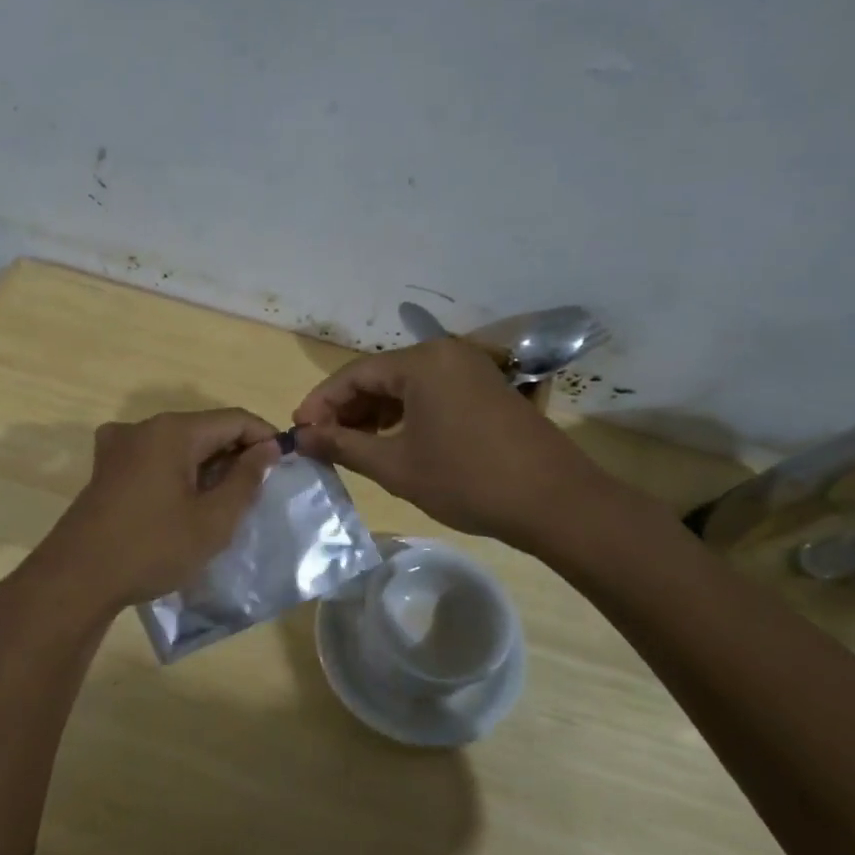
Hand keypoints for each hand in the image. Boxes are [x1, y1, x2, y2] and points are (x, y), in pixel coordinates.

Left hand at [23, 409, 281, 614]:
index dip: (264, 437)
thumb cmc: (152, 548)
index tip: (284, 465)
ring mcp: (119, 446)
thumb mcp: (212, 520)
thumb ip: (245, 480)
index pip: (233, 419)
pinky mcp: (106, 469)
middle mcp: (144, 427)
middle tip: (257, 490)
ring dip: (206, 465)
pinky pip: (154, 458)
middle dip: (235, 453)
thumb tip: (266, 449)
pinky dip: (178, 472)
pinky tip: (185, 503)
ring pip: (178, 444)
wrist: (76, 579)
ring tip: (225, 501)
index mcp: (172, 431)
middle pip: (204, 428)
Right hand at [293, 339, 623, 550]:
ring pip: (405, 384)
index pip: (353, 375)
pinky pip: (431, 392)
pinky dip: (405, 413)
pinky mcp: (486, 389)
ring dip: (374, 412)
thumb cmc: (468, 480)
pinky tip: (392, 439)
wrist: (555, 501)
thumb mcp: (396, 466)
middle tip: (322, 442)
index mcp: (422, 362)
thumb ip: (343, 445)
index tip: (298, 433)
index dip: (320, 403)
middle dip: (346, 409)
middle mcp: (445, 353)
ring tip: (352, 445)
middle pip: (379, 375)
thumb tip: (301, 436)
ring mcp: (470, 369)